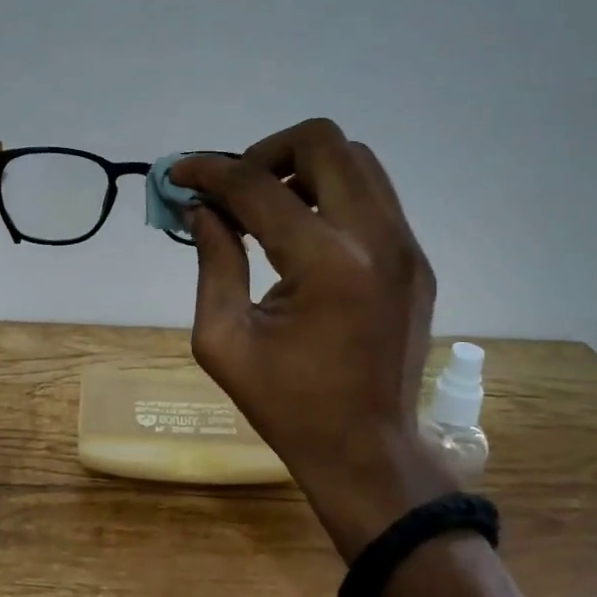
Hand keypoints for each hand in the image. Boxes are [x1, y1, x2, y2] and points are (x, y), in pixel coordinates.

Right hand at [172, 119, 456, 560]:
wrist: (369, 454)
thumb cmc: (287, 406)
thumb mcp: (223, 340)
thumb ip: (213, 261)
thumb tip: (201, 208)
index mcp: (325, 264)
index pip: (258, 186)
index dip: (210, 172)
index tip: (179, 174)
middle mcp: (376, 239)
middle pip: (324, 142)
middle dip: (266, 151)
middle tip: (235, 190)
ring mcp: (406, 247)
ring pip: (357, 160)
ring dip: (303, 168)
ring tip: (268, 208)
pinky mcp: (417, 261)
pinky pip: (373, 197)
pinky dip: (331, 196)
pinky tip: (303, 235)